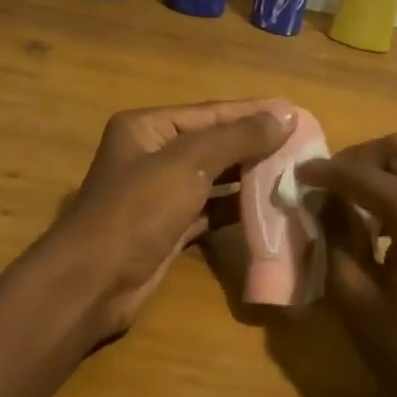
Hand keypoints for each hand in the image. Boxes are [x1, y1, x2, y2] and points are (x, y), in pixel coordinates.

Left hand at [49, 101, 293, 339]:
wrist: (93, 283)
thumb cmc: (137, 211)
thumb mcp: (188, 164)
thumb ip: (238, 138)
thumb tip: (285, 115)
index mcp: (148, 128)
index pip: (211, 113)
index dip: (254, 113)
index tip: (296, 115)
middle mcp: (152, 155)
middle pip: (213, 144)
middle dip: (255, 146)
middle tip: (303, 146)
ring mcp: (160, 195)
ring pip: (214, 179)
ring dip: (250, 177)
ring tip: (293, 174)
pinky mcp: (169, 229)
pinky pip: (210, 210)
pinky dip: (237, 208)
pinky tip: (269, 207)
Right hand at [300, 134, 396, 396]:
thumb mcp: (357, 299)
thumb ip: (336, 239)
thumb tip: (322, 203)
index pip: (362, 174)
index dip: (324, 172)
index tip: (297, 175)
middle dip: (361, 158)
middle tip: (330, 185)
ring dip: (386, 173)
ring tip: (353, 204)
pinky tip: (386, 226)